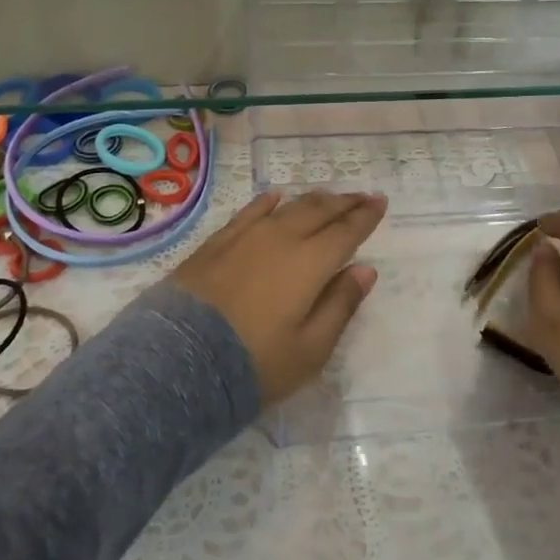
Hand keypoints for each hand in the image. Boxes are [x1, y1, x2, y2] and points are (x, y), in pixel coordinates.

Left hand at [173, 190, 387, 403]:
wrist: (179, 361)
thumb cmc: (255, 362)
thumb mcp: (310, 349)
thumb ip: (341, 305)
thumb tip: (366, 269)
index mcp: (311, 263)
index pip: (346, 232)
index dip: (366, 216)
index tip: (380, 201)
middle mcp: (282, 239)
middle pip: (320, 211)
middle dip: (345, 203)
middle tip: (362, 197)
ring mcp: (246, 237)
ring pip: (288, 207)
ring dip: (313, 200)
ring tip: (328, 197)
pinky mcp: (217, 243)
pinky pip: (249, 212)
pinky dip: (267, 202)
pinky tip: (275, 198)